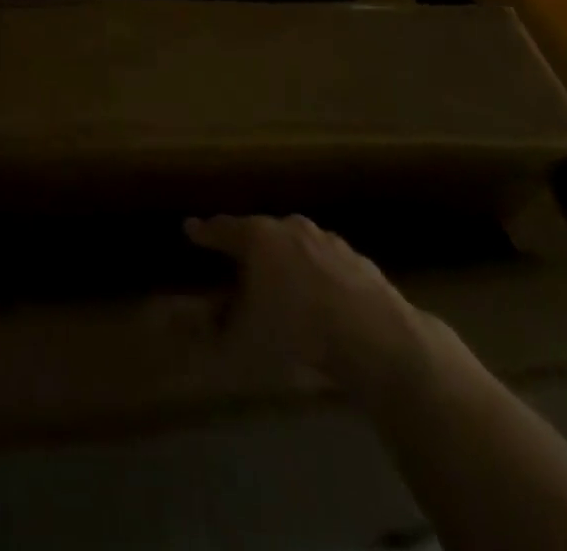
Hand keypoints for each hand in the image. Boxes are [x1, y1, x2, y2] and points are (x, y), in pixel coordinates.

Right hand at [186, 214, 431, 409]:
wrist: (376, 338)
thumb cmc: (297, 331)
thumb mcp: (244, 339)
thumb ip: (214, 329)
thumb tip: (190, 324)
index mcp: (256, 237)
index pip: (221, 229)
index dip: (204, 232)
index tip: (191, 229)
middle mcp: (289, 227)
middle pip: (260, 232)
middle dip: (248, 245)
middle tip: (239, 261)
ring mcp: (327, 240)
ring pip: (296, 245)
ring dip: (286, 259)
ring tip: (282, 282)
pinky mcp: (357, 260)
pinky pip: (326, 264)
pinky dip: (317, 275)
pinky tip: (321, 299)